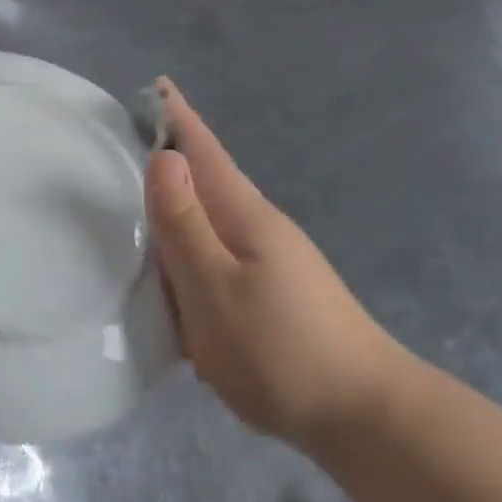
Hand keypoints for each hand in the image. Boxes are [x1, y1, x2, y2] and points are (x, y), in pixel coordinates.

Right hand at [145, 79, 410, 448]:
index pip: (204, 153)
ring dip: (182, 208)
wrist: (365, 416)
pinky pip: (221, 258)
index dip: (178, 119)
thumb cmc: (279, 350)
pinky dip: (194, 252)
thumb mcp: (214, 288)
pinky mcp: (275, 294)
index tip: (158, 85)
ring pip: (213, 223)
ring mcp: (273, 262)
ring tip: (147, 206)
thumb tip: (164, 158)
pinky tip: (181, 276)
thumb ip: (184, 225)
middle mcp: (260, 228)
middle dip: (175, 158)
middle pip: (208, 182)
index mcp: (244, 215)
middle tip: (135, 140)